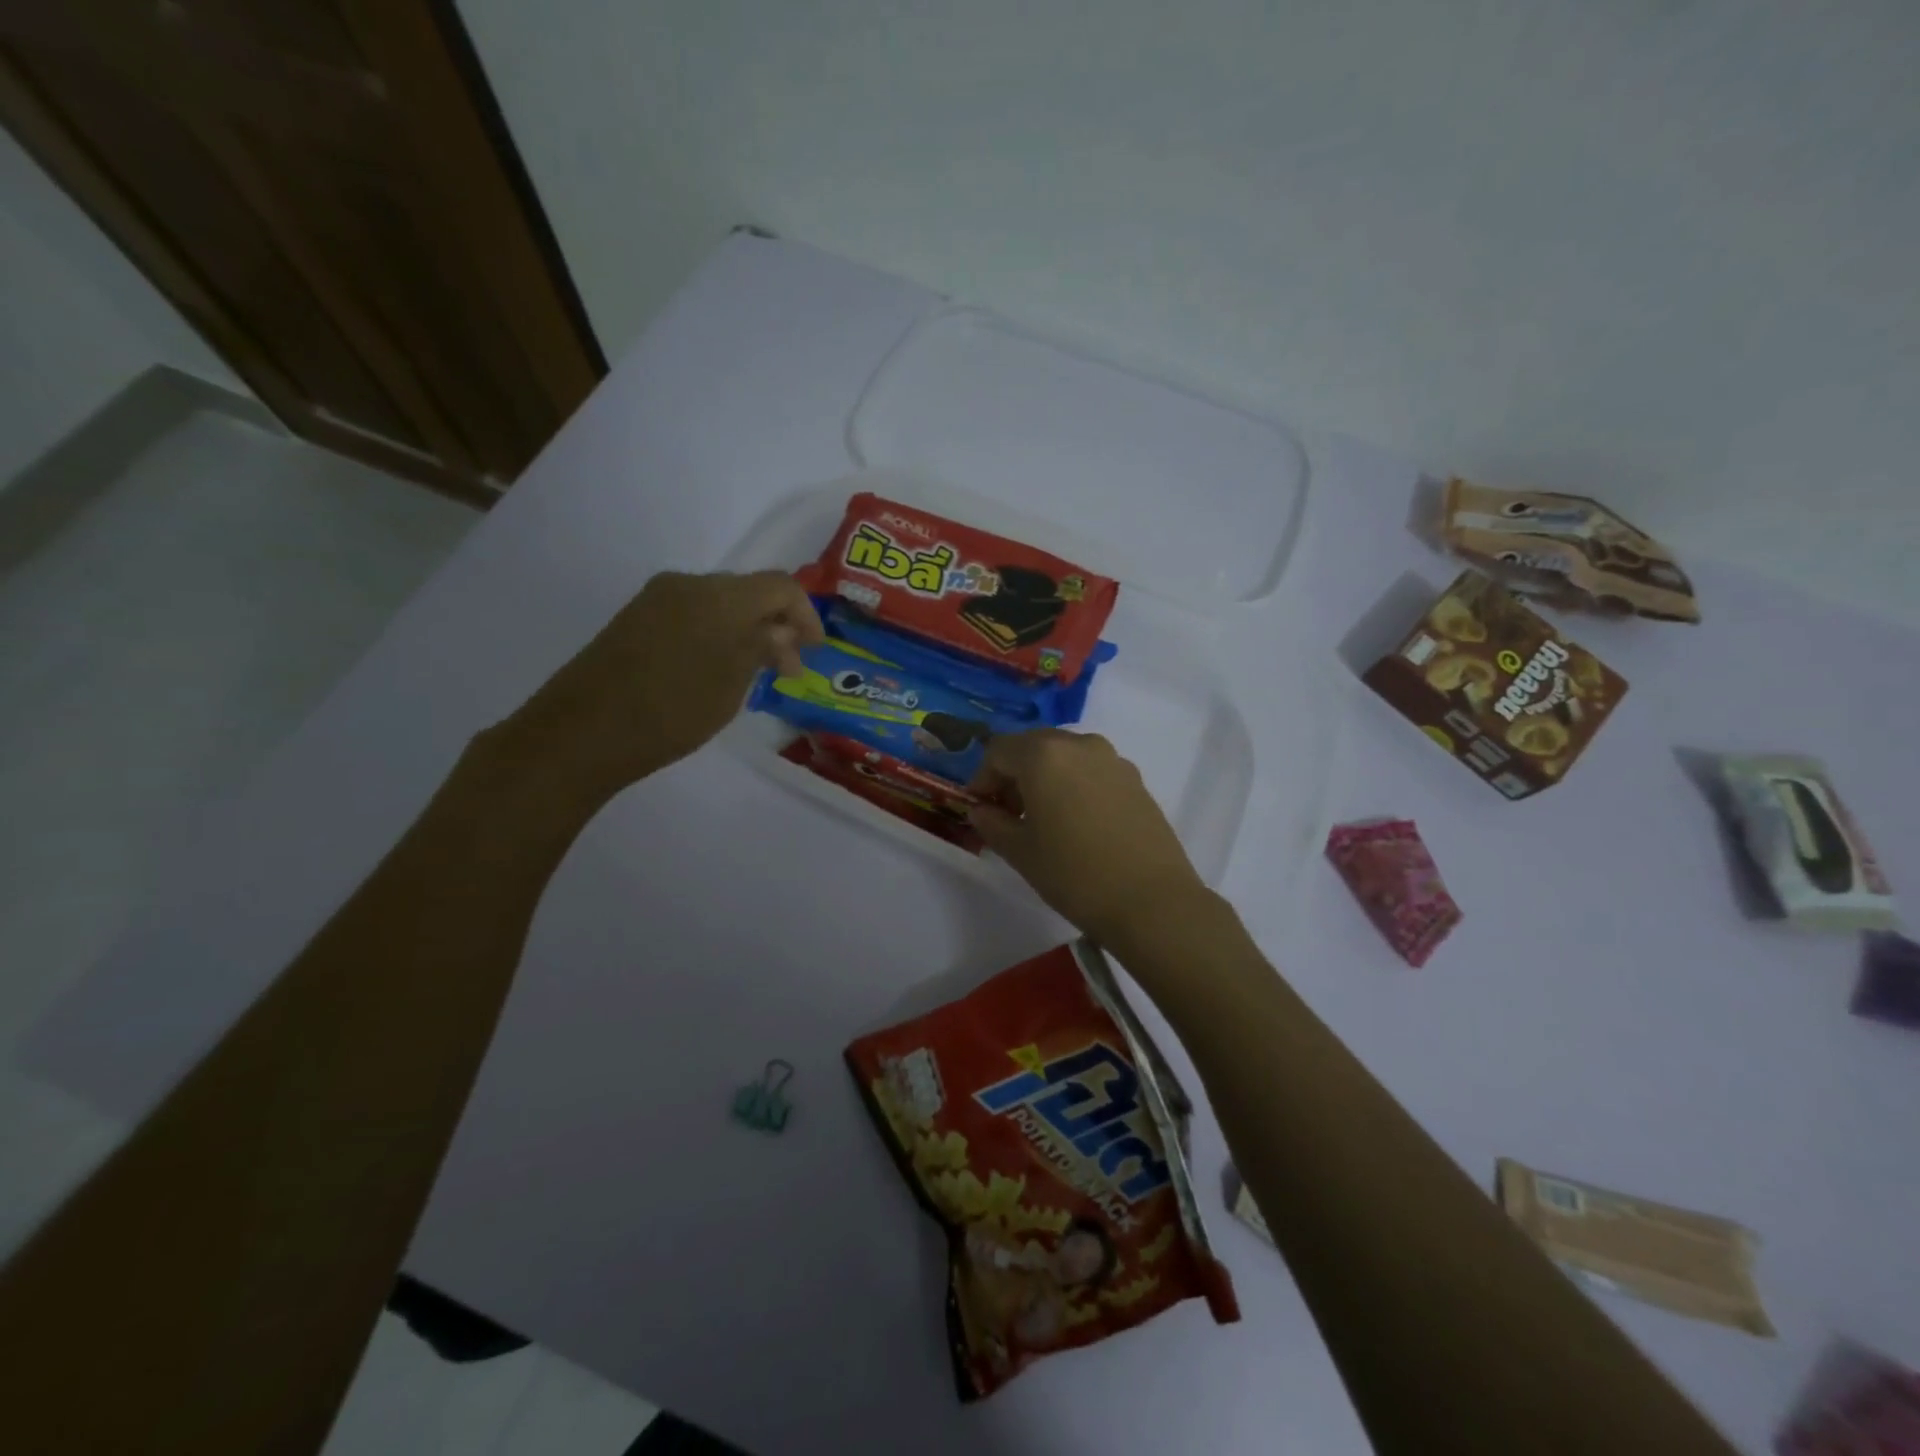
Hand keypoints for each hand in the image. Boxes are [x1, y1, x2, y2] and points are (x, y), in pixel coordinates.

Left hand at [497, 571, 822, 807]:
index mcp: (720, 595)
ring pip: (720, 605)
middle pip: (749, 592)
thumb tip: (780, 631)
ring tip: (755, 675)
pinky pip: (692, 616)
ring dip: (746, 633)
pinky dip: (717, 636)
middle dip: (776, 626)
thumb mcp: (732, 683)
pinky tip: (717, 671)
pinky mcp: (635, 619)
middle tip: (788, 670)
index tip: (815, 651)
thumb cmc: (672, 710)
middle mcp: (688, 584)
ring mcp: (656, 600)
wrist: (581, 732)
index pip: (780, 586)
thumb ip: (762, 648)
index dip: (806, 615)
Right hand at [968, 729, 1208, 943]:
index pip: (998, 751)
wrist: (1151, 901)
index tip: (980, 809)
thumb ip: (992, 823)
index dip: (982, 778)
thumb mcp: (1020, 852)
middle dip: (1013, 774)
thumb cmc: (1074, 874)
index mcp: (1044, 755)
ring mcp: (1112, 759)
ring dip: (1045, 777)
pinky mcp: (1136, 779)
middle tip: (1008, 813)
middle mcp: (1079, 745)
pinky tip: (1078, 823)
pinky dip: (1074, 784)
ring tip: (1044, 819)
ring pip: (1065, 756)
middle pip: (1033, 746)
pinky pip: (1092, 770)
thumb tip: (980, 810)